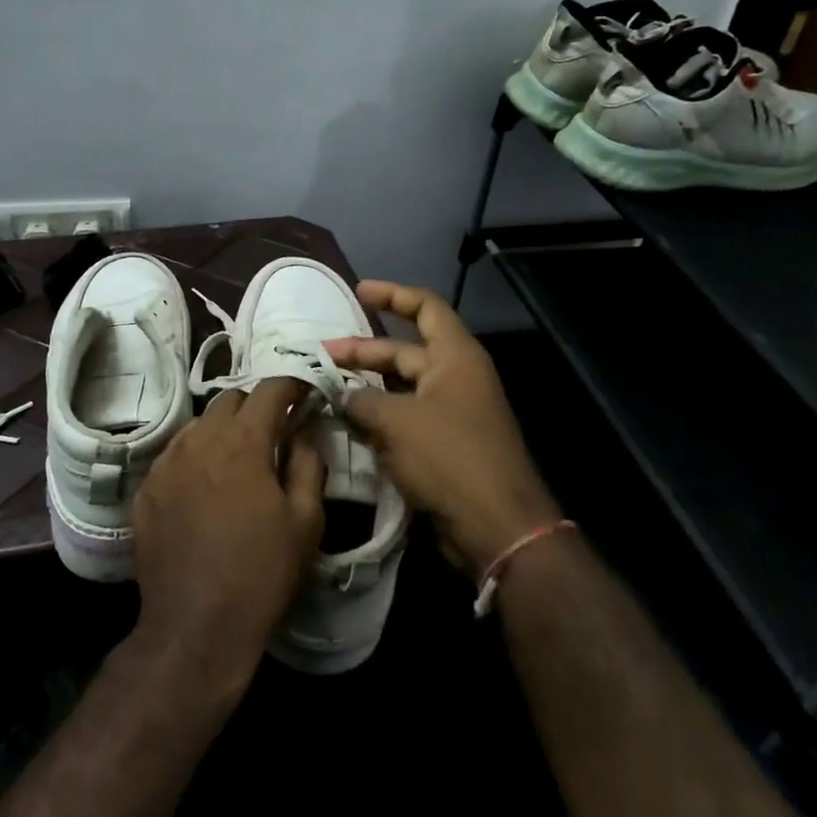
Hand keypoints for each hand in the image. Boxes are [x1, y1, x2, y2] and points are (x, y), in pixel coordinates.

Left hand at [131, 378, 326, 696]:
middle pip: (229, 400)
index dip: (291, 386)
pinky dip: (197, 454)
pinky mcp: (146, 488)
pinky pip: (175, 453)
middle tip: (274, 429)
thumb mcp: (306, 521)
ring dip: (224, 428)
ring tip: (239, 456)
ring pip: (199, 424)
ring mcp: (166, 463)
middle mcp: (199, 440)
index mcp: (242, 442)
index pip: (268, 390)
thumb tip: (303, 432)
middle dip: (255, 405)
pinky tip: (206, 483)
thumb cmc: (261, 573)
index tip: (305, 393)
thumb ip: (309, 463)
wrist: (195, 627)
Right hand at [325, 281, 560, 574]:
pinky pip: (404, 418)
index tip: (358, 291)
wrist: (495, 525)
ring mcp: (450, 413)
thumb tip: (339, 395)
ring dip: (366, 387)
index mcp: (455, 356)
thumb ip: (360, 400)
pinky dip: (377, 417)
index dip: (392, 295)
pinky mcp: (443, 445)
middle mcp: (455, 377)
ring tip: (326, 388)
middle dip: (363, 351)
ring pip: (400, 388)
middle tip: (321, 355)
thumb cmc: (448, 457)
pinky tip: (346, 422)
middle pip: (404, 351)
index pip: (425, 308)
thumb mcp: (395, 421)